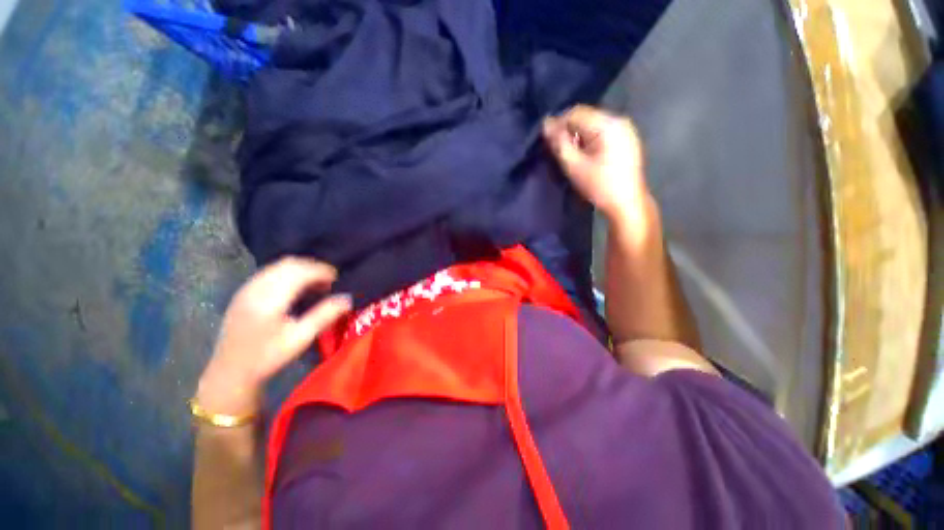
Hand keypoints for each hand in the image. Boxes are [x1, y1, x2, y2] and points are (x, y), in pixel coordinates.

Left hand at [195, 257, 351, 414]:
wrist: (230, 372)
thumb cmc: (267, 357)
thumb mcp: (300, 339)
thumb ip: (324, 315)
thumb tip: (348, 298)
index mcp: (269, 299)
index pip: (299, 272)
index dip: (322, 271)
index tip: (338, 280)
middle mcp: (255, 288)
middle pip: (289, 264)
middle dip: (314, 267)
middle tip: (330, 281)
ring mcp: (247, 289)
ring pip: (279, 266)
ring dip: (301, 269)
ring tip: (317, 284)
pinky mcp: (244, 292)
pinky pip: (270, 272)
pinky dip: (289, 273)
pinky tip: (297, 288)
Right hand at [543, 105, 647, 219]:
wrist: (627, 204)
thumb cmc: (599, 186)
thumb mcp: (574, 166)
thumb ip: (559, 143)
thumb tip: (545, 124)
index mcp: (608, 124)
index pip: (576, 112)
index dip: (558, 124)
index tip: (547, 141)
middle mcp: (619, 120)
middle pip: (586, 116)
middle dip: (569, 130)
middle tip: (557, 149)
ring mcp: (626, 129)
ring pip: (593, 124)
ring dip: (578, 136)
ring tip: (570, 154)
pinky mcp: (627, 139)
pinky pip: (602, 132)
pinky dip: (589, 140)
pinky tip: (585, 155)